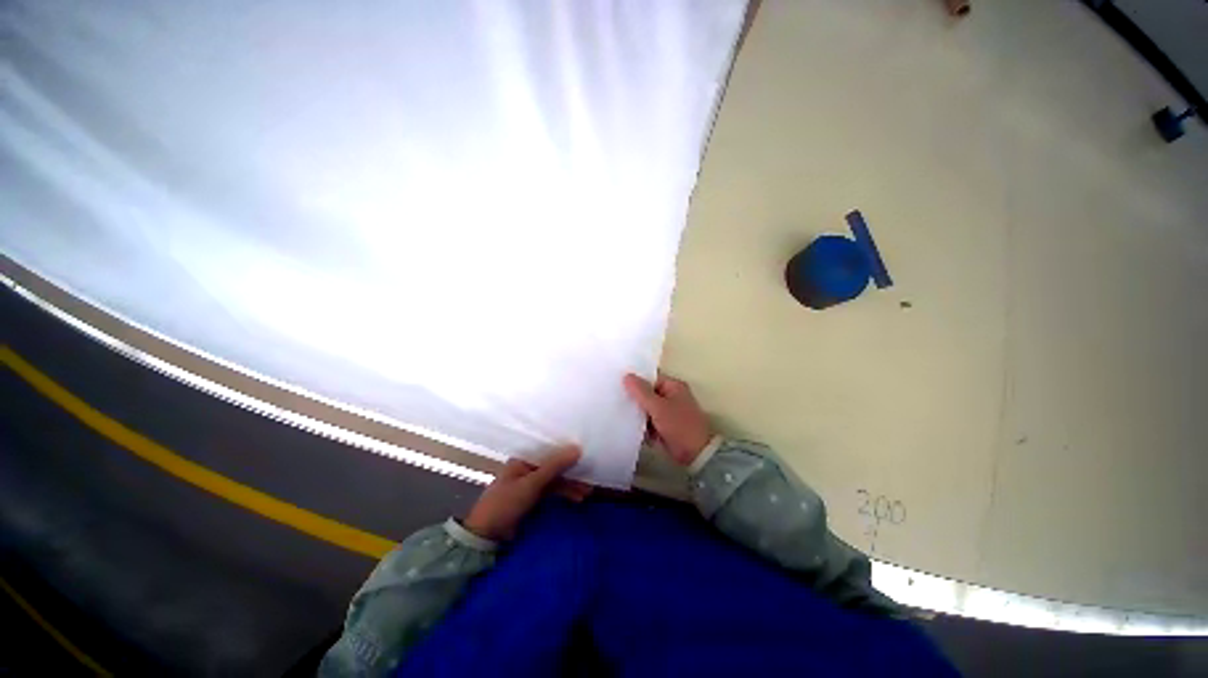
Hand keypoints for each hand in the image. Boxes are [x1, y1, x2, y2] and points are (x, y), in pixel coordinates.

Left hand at [464, 446, 585, 540]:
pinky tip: (578, 499)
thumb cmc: (505, 503)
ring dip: (571, 484)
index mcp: (523, 459)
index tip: (585, 451)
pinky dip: (565, 494)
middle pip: (554, 465)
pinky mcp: (534, 499)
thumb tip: (578, 448)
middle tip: (591, 476)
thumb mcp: (531, 483)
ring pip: (556, 479)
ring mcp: (531, 484)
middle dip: (572, 471)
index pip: (549, 449)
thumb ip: (554, 466)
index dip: (566, 450)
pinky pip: (554, 491)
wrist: (487, 537)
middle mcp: (528, 468)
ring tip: (588, 492)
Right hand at [623, 373, 713, 465]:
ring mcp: (668, 412)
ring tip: (617, 410)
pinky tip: (627, 425)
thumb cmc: (679, 425)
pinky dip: (641, 424)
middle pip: (648, 393)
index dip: (636, 379)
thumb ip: (641, 392)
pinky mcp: (665, 427)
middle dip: (634, 397)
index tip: (618, 381)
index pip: (651, 377)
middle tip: (615, 397)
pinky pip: (649, 421)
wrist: (696, 454)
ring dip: (637, 412)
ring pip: (647, 408)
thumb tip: (627, 376)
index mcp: (673, 386)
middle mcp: (671, 396)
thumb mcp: (658, 407)